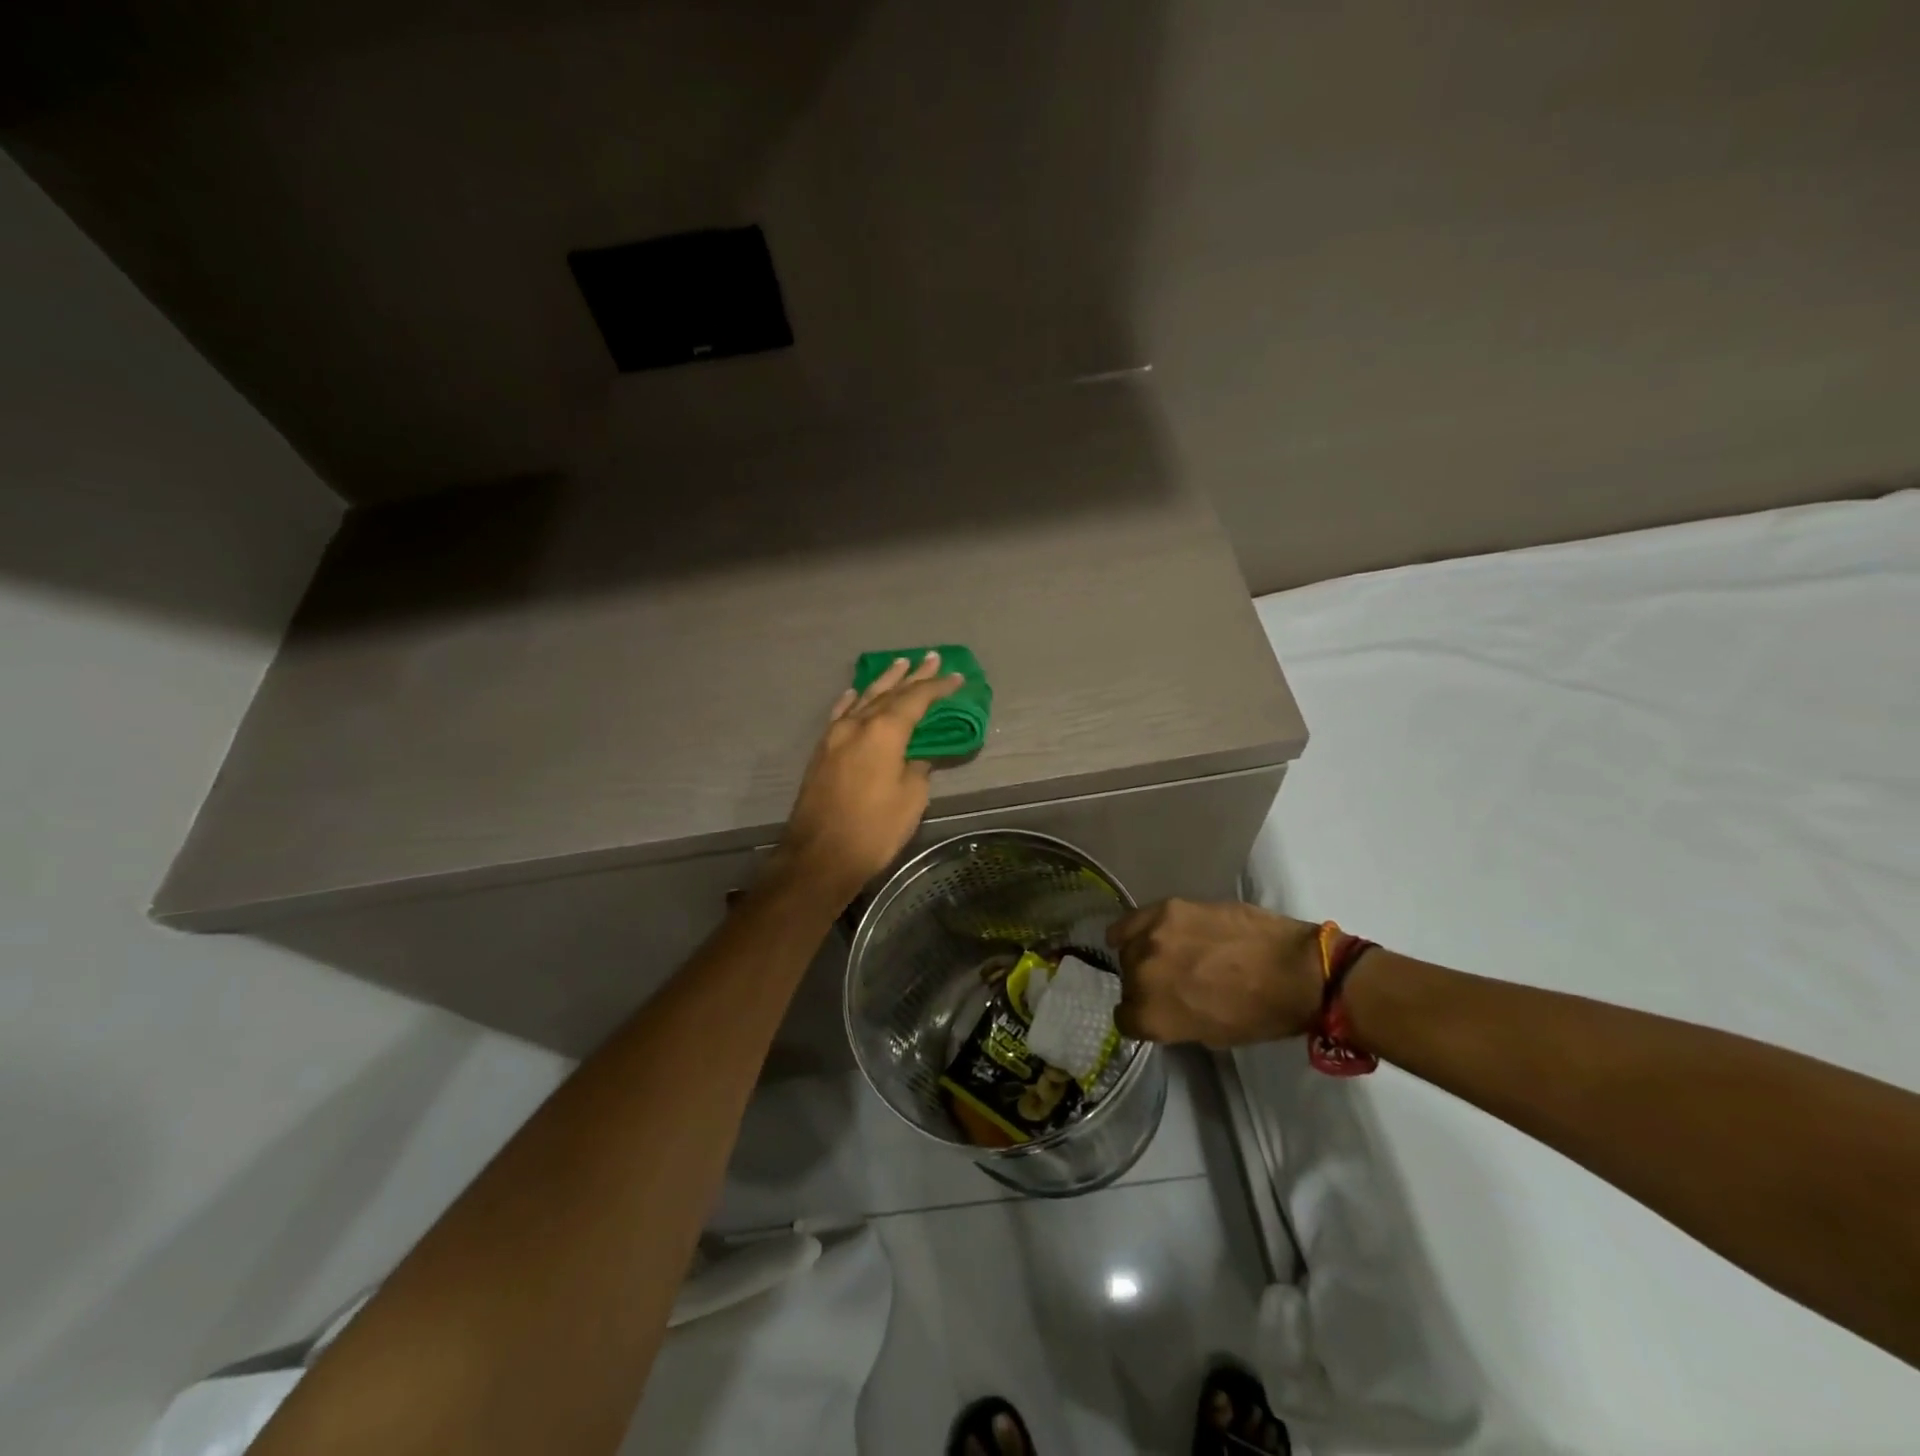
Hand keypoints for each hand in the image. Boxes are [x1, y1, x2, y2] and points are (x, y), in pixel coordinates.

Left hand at [776, 652, 962, 902]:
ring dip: (884, 682)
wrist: (819, 856)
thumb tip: (916, 755)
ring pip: (864, 699)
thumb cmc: (874, 829)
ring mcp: (835, 736)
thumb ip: (917, 768)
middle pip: (890, 692)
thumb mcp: (911, 799)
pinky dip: (852, 701)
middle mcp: (857, 724)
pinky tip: (856, 693)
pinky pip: (841, 714)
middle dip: (913, 676)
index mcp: (884, 732)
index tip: (956, 676)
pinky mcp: (822, 751)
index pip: (916, 699)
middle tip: (931, 658)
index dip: (938, 687)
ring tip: (900, 664)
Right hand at [1107, 899, 1324, 1046]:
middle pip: (1126, 981)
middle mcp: (1141, 976)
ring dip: (1143, 954)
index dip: (1141, 1018)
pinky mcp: (1166, 908)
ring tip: (1168, 954)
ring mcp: (1152, 937)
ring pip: (1128, 948)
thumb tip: (1163, 1006)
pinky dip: (1132, 928)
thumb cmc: (1261, 1014)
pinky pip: (1132, 920)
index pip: (1125, 1020)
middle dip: (1143, 985)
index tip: (1156, 1012)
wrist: (1296, 969)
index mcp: (1153, 1017)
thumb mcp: (1211, 1035)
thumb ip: (1173, 1020)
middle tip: (1171, 982)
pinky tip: (1144, 932)